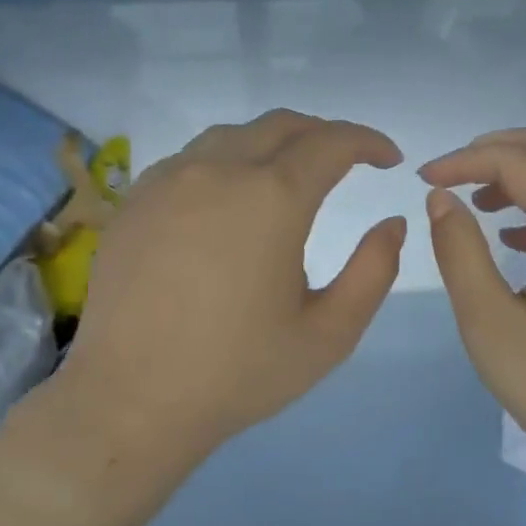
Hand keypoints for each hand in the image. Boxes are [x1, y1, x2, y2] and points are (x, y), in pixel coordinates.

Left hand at [12, 111, 405, 524]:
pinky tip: (231, 200)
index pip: (331, 143)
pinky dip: (228, 162)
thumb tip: (393, 224)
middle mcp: (218, 172)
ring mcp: (168, 181)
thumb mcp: (330, 334)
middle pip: (281, 125)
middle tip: (348, 161)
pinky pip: (192, 159)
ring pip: (233, 135)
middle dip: (324, 134)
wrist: (132, 400)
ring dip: (274, 143)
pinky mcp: (136, 201)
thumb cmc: (240, 372)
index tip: (389, 159)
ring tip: (292, 176)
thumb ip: (374, 271)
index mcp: (272, 199)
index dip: (368, 142)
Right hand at [420, 129, 525, 495]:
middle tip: (452, 174)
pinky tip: (516, 236)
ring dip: (525, 172)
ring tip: (478, 203)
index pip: (518, 161)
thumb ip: (461, 254)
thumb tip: (442, 199)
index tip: (423, 180)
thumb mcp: (492, 326)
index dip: (465, 161)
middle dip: (498, 149)